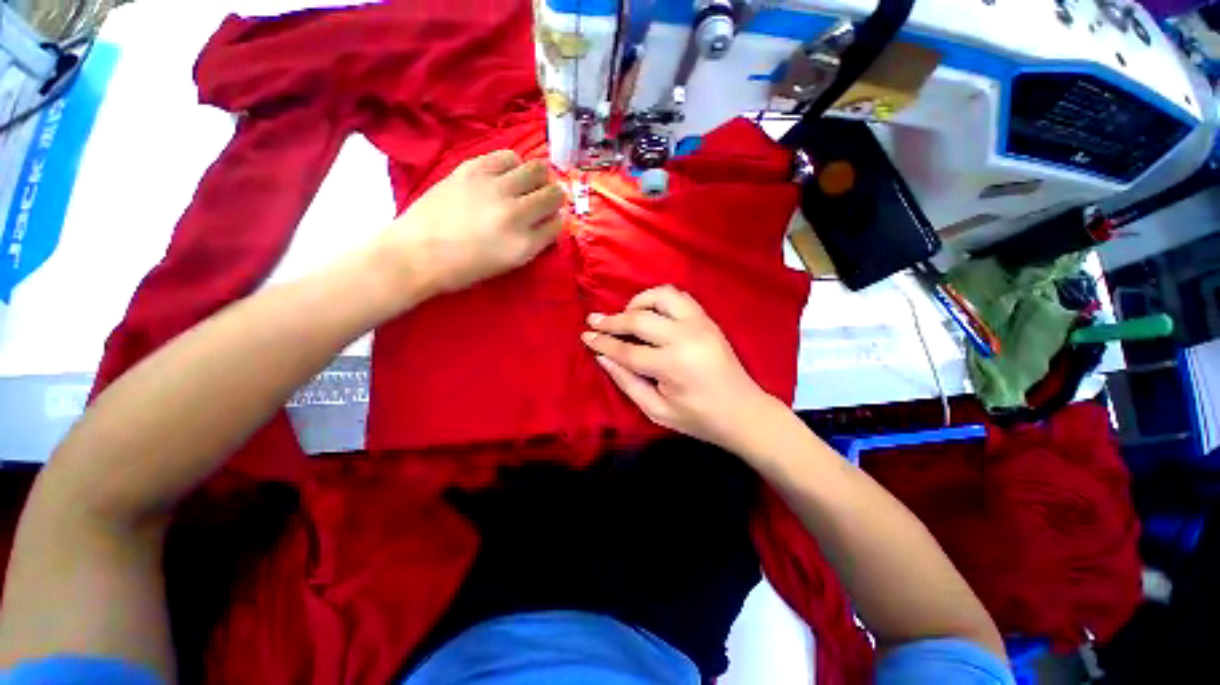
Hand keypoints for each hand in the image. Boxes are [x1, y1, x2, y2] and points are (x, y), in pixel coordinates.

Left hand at [374, 149, 564, 302]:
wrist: (417, 253)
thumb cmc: (464, 268)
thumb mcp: (508, 264)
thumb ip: (533, 242)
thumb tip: (548, 220)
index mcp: (524, 245)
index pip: (558, 224)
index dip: (557, 220)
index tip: (550, 219)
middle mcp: (515, 215)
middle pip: (554, 195)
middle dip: (555, 197)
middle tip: (545, 198)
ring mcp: (494, 189)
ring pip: (537, 169)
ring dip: (539, 177)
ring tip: (527, 183)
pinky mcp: (473, 169)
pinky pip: (508, 156)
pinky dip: (514, 164)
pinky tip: (505, 174)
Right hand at [581, 285, 778, 451]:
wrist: (744, 412)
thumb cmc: (699, 419)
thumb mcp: (656, 410)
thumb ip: (626, 381)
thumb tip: (602, 357)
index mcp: (672, 365)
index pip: (626, 349)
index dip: (602, 342)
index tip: (585, 335)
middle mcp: (686, 337)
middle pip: (639, 318)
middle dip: (612, 320)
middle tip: (594, 321)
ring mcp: (700, 324)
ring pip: (661, 296)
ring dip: (638, 302)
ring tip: (626, 316)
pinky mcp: (708, 320)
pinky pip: (679, 297)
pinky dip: (659, 299)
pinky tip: (651, 313)